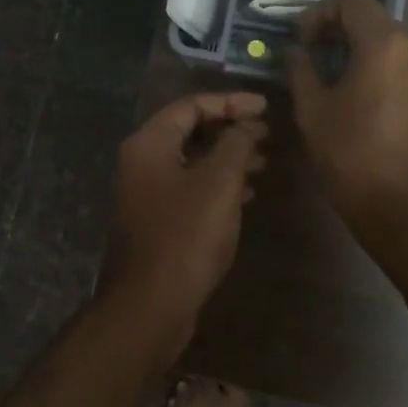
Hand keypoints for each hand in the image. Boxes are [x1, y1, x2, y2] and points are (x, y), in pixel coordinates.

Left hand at [104, 92, 268, 341]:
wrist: (151, 304)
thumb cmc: (186, 236)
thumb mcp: (219, 183)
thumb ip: (235, 144)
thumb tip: (246, 124)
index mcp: (149, 144)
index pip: (191, 106)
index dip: (230, 102)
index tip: (265, 108)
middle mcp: (141, 162)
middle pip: (189, 131)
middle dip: (229, 129)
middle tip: (266, 134)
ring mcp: (145, 192)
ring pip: (191, 161)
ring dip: (227, 158)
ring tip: (263, 162)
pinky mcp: (156, 219)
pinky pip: (189, 187)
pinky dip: (217, 184)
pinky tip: (246, 194)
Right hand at [288, 0, 407, 242]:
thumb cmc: (353, 159)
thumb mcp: (313, 113)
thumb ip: (301, 71)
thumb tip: (296, 51)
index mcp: (386, 44)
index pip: (352, 2)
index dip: (321, 13)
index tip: (303, 40)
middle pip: (377, 23)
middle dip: (344, 34)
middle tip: (318, 60)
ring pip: (398, 47)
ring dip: (369, 55)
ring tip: (346, 85)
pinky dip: (392, 75)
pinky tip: (376, 107)